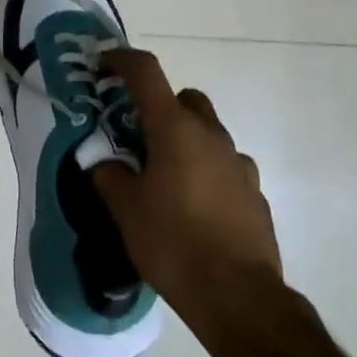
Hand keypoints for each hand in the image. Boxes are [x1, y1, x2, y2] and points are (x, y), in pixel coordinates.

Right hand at [91, 48, 283, 312]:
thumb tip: (104, 161)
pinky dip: (204, 170)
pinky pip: (223, 165)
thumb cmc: (172, 243)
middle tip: (135, 136)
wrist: (237, 295)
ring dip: (183, 140)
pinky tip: (192, 205)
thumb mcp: (124, 209)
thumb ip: (109, 174)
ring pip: (207, 133)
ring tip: (162, 178)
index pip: (146, 73)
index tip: (102, 67)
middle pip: (184, 99)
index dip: (120, 61)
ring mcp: (239, 163)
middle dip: (158, 107)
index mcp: (175, 130)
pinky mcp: (254, 191)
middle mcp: (211, 136)